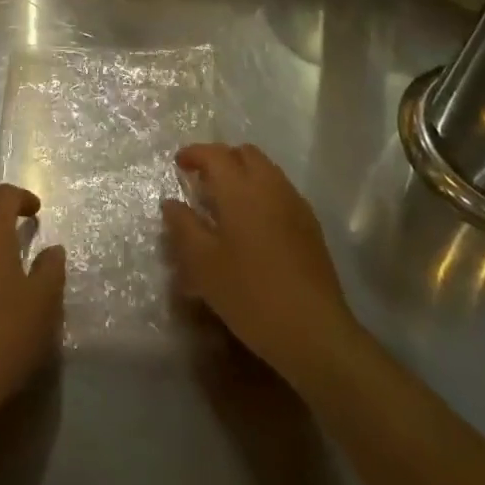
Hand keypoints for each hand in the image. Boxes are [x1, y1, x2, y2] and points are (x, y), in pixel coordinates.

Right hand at [162, 143, 353, 391]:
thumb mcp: (203, 263)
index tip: (179, 164)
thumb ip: (183, 226)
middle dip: (222, 159)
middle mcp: (270, 186)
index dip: (194, 154)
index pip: (214, 154)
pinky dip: (262, 192)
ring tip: (227, 202)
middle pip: (245, 153)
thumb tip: (171, 202)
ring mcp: (294, 204)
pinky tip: (254, 224)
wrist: (313, 331)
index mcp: (240, 189)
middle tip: (203, 180)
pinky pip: (281, 191)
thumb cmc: (249, 293)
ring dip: (244, 174)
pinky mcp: (311, 226)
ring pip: (266, 170)